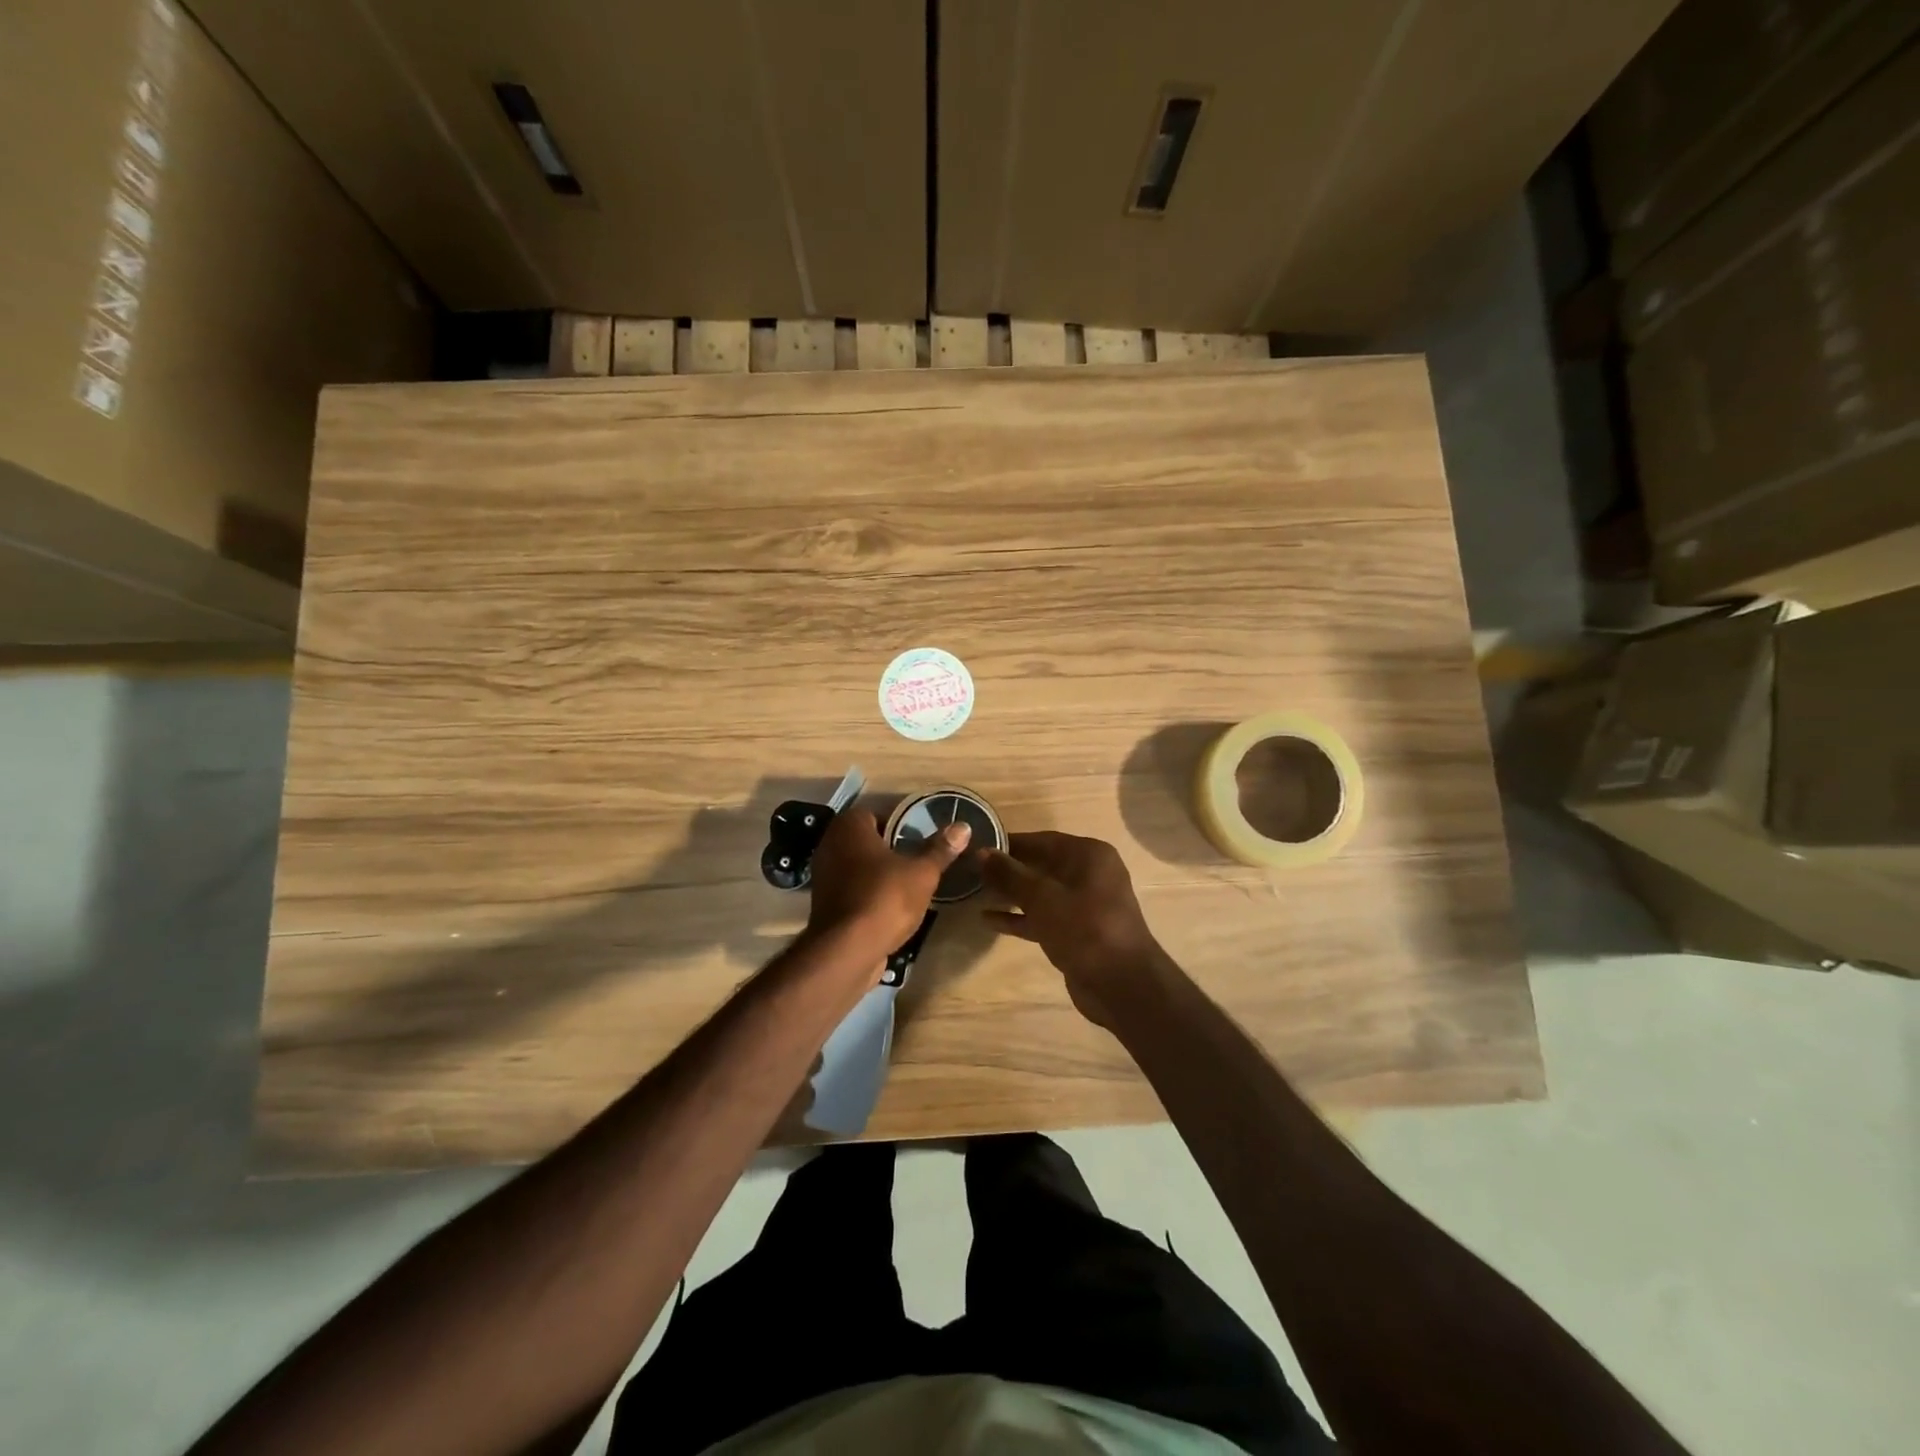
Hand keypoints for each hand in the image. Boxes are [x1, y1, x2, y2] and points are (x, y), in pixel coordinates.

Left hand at [805, 807, 971, 962]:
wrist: (847, 950)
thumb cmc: (886, 898)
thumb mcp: (922, 873)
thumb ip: (940, 849)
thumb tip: (962, 826)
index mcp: (850, 827)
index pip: (875, 814)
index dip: (898, 824)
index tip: (918, 839)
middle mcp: (830, 844)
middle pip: (865, 840)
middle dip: (888, 849)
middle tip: (916, 860)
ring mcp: (823, 875)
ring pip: (856, 865)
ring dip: (876, 873)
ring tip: (906, 884)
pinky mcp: (823, 904)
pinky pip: (850, 889)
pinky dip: (866, 893)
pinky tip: (888, 907)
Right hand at [980, 832, 1167, 1026]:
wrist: (1121, 985)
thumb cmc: (1084, 928)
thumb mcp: (1041, 897)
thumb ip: (1010, 874)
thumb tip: (981, 852)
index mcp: (1089, 855)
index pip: (1042, 840)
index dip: (1010, 843)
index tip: (978, 845)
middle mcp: (1089, 874)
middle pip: (1041, 865)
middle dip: (1008, 869)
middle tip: (972, 870)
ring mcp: (1085, 904)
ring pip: (1041, 892)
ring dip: (1011, 894)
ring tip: (976, 892)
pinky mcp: (1077, 931)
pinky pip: (1044, 916)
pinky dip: (1020, 917)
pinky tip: (989, 920)